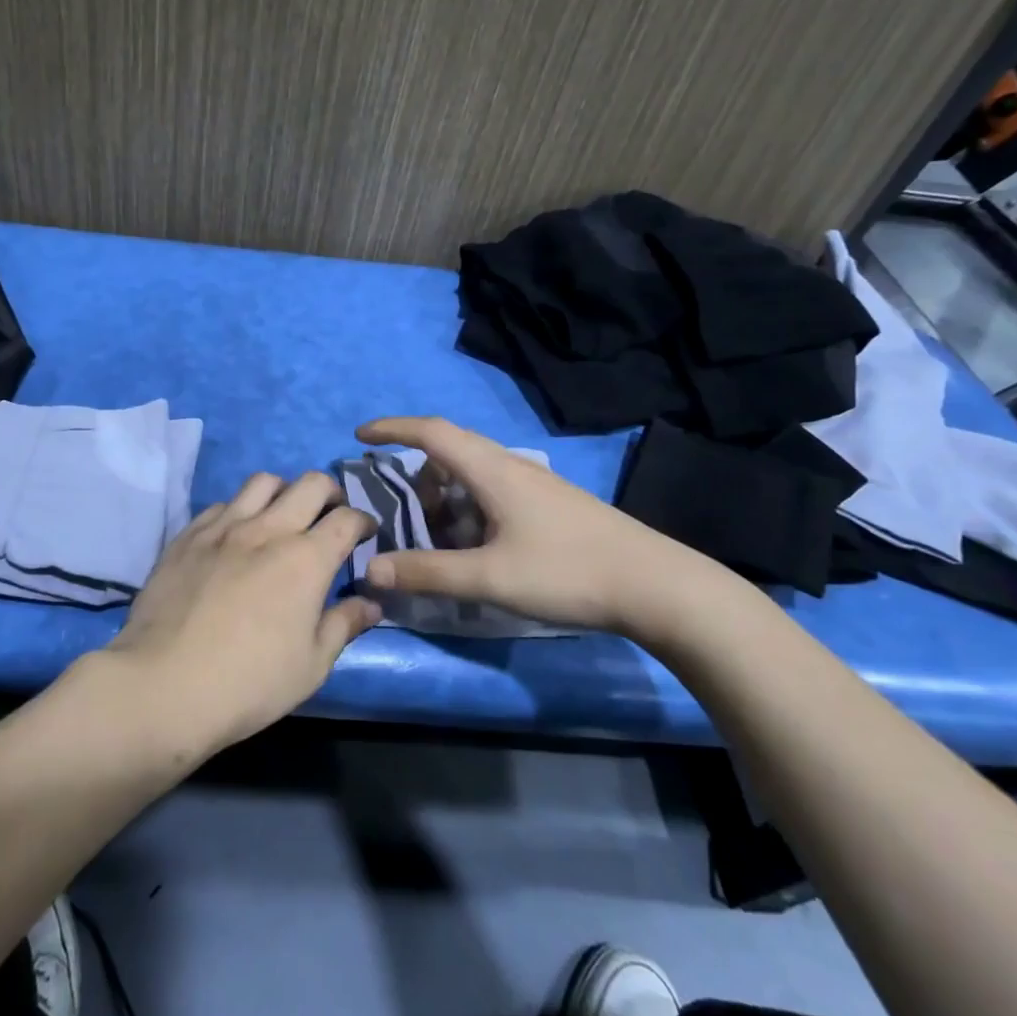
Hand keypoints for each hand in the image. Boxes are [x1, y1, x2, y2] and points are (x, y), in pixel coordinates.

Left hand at [105, 470, 380, 752]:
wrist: (163, 685)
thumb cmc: (249, 683)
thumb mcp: (311, 666)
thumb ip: (343, 626)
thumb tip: (370, 603)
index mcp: (306, 559)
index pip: (347, 519)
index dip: (364, 521)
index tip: (366, 534)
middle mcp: (268, 530)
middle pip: (310, 484)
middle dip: (330, 492)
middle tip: (330, 514)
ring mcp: (223, 527)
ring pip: (263, 482)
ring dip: (283, 491)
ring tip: (283, 515)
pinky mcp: (188, 535)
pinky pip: (222, 504)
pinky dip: (239, 510)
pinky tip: (236, 535)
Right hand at [356, 416, 734, 635]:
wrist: (656, 586)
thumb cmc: (567, 572)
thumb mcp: (489, 577)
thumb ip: (427, 572)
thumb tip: (370, 569)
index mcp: (492, 470)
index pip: (431, 432)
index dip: (392, 429)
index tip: (360, 436)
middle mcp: (512, 466)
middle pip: (451, 451)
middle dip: (416, 472)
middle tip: (399, 507)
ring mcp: (536, 485)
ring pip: (474, 474)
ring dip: (445, 496)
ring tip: (437, 537)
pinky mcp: (552, 505)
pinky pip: (494, 492)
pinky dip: (469, 509)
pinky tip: (478, 547)